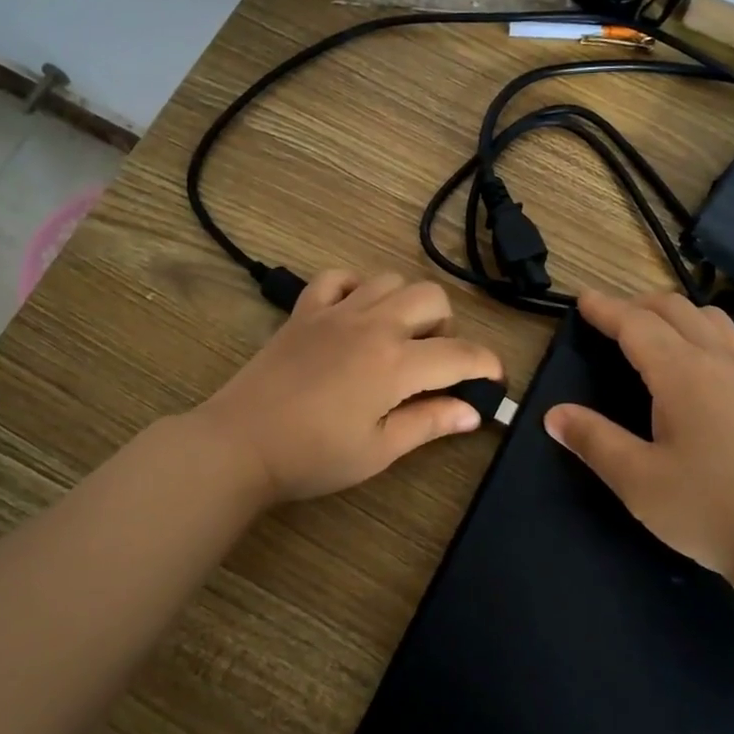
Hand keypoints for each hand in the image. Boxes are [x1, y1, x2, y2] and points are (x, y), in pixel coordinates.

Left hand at [193, 270, 502, 505]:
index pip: (460, 354)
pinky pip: (338, 277)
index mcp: (396, 364)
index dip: (487, 365)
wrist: (240, 443)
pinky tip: (354, 314)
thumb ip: (429, 423)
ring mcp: (336, 311)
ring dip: (406, 304)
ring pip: (390, 280)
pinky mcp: (304, 310)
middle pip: (432, 298)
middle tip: (433, 363)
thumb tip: (474, 412)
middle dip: (447, 327)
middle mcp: (372, 325)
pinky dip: (356, 288)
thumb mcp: (378, 450)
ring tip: (396, 338)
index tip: (493, 381)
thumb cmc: (312, 456)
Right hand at [543, 289, 733, 591]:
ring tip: (655, 330)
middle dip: (638, 305)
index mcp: (682, 374)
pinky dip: (720, 338)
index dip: (606, 309)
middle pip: (676, 311)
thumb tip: (554, 415)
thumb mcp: (637, 481)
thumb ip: (594, 441)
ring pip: (713, 320)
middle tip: (609, 317)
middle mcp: (719, 363)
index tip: (582, 299)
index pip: (636, 325)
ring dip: (678, 315)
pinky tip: (715, 359)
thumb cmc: (708, 510)